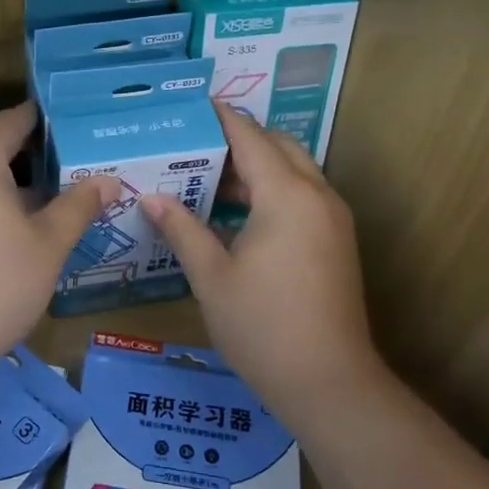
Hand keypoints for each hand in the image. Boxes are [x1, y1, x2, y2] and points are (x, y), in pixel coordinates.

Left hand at [0, 103, 118, 382]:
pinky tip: (5, 227)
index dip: (53, 126)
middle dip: (32, 156)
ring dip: (5, 179)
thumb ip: (79, 204)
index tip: (83, 137)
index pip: (18, 119)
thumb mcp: (48, 245)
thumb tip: (109, 180)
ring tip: (46, 202)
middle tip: (73, 174)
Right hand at [143, 103, 382, 416]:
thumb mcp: (211, 277)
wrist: (330, 383)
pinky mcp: (337, 241)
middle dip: (240, 140)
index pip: (251, 138)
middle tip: (195, 147)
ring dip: (257, 167)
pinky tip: (238, 214)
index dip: (222, 118)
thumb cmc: (263, 327)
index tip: (194, 105)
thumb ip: (182, 229)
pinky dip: (273, 191)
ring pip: (294, 171)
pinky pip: (303, 196)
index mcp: (286, 196)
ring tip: (209, 179)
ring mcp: (333, 219)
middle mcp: (317, 196)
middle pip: (279, 147)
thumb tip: (150, 197)